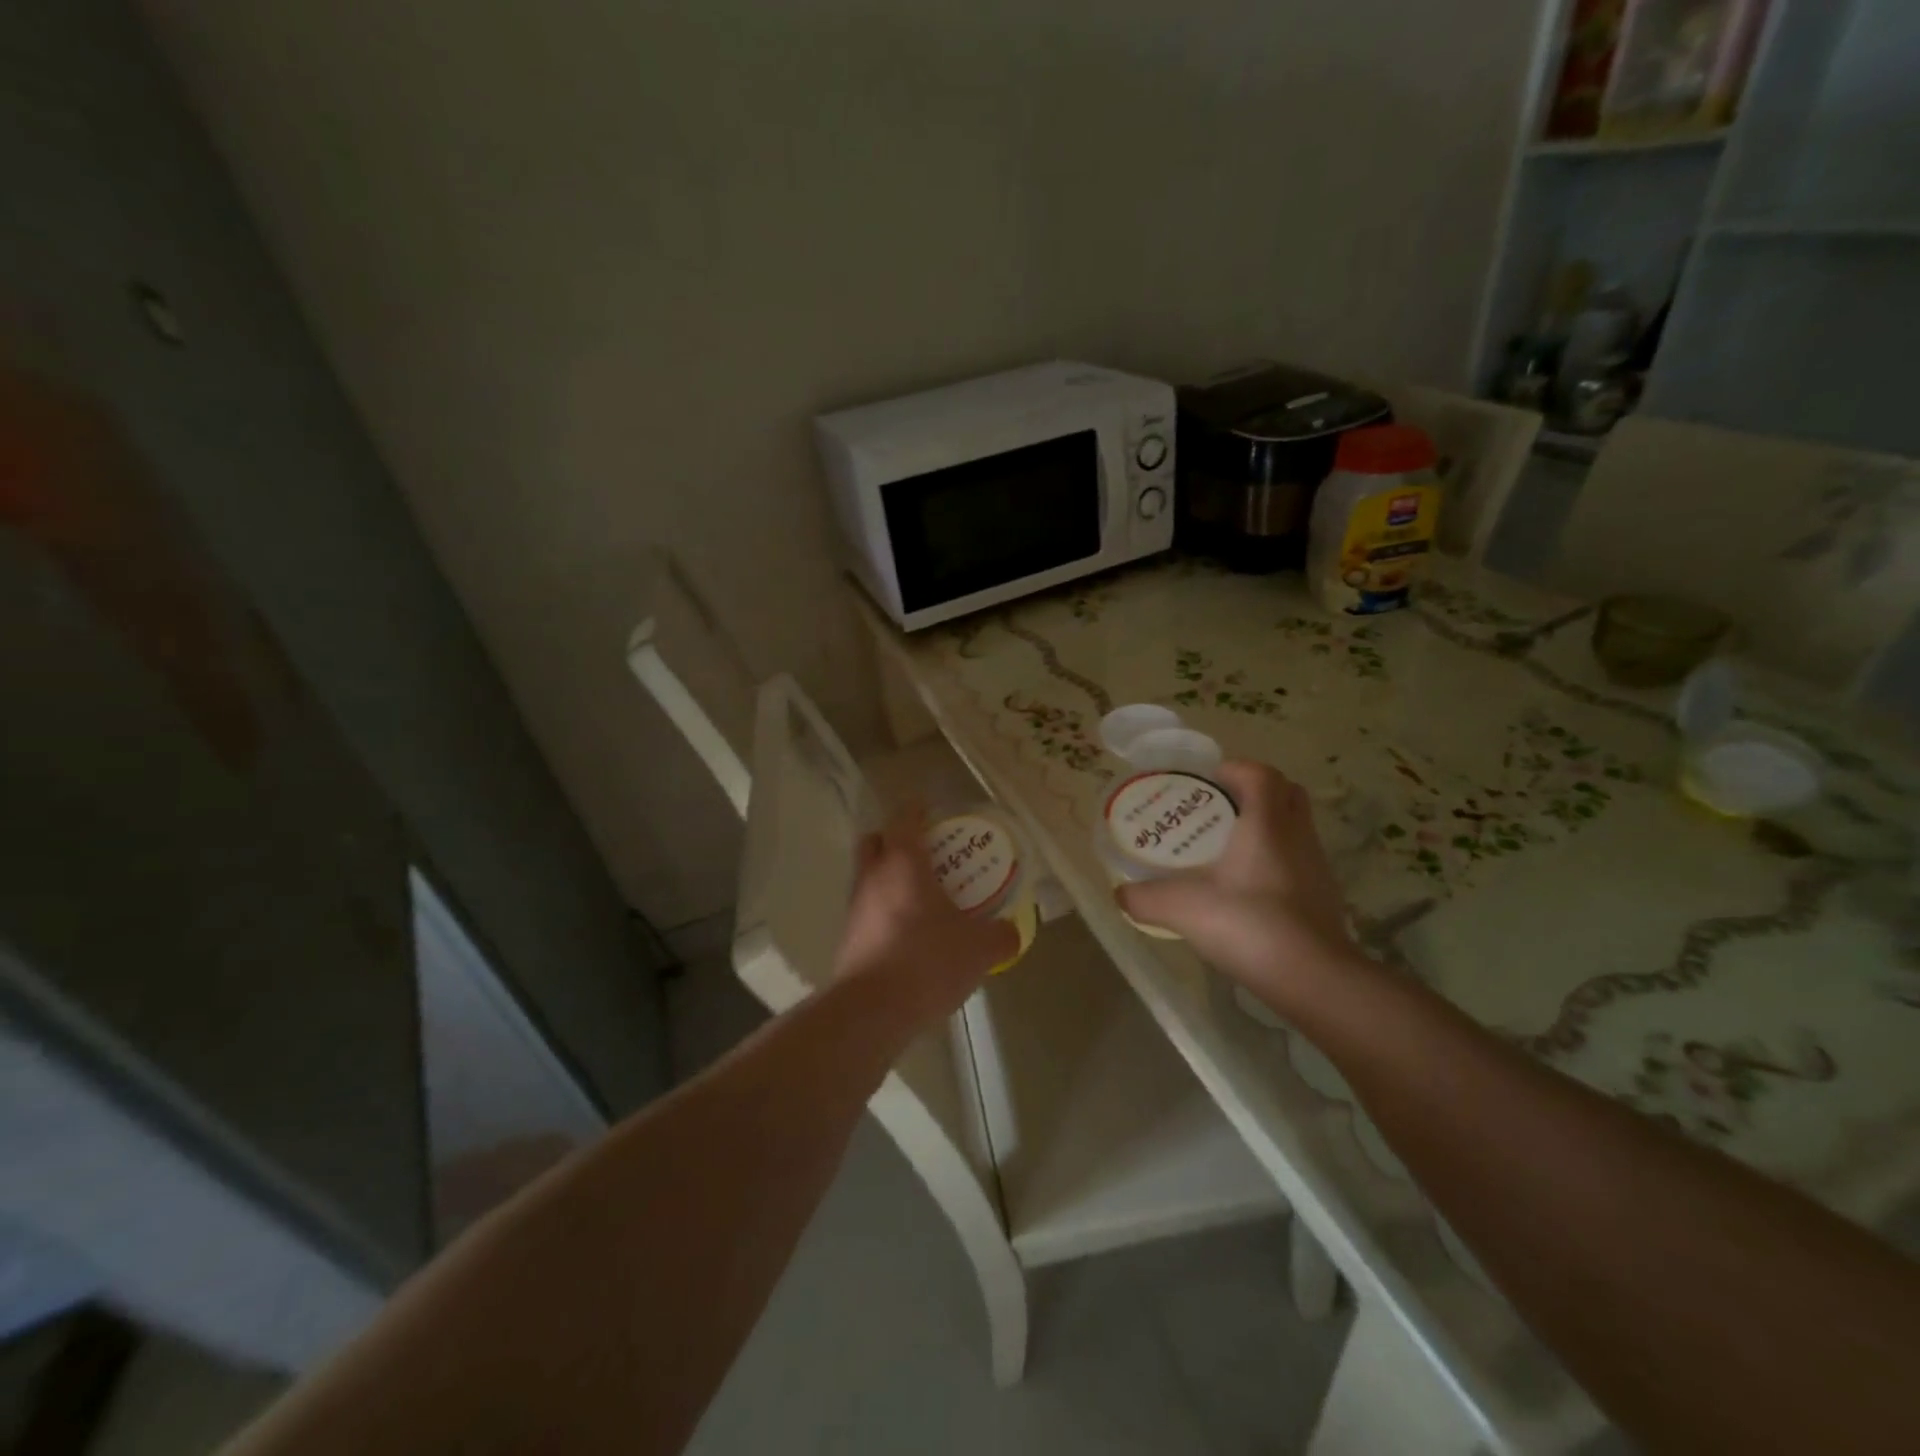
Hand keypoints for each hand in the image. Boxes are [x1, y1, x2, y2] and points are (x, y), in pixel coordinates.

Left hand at [836, 804, 1018, 1021]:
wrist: (872, 1011)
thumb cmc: (927, 961)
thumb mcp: (979, 949)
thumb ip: (1001, 935)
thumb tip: (1012, 931)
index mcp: (904, 863)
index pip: (903, 817)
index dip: (917, 808)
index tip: (932, 810)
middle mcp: (873, 876)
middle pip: (876, 841)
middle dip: (897, 840)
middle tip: (927, 854)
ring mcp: (855, 907)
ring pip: (869, 876)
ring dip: (890, 877)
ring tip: (923, 897)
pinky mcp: (848, 938)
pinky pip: (867, 909)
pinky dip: (885, 910)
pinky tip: (910, 933)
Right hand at [1116, 761, 1365, 1016]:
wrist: (1314, 980)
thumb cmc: (1249, 924)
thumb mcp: (1182, 909)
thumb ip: (1145, 898)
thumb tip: (1120, 893)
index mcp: (1267, 823)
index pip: (1261, 774)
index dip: (1235, 769)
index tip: (1205, 783)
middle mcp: (1297, 836)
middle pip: (1286, 793)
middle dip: (1253, 793)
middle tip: (1217, 811)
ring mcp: (1317, 867)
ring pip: (1294, 828)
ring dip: (1266, 828)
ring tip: (1226, 850)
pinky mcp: (1324, 897)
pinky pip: (1298, 861)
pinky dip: (1275, 862)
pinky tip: (1247, 890)